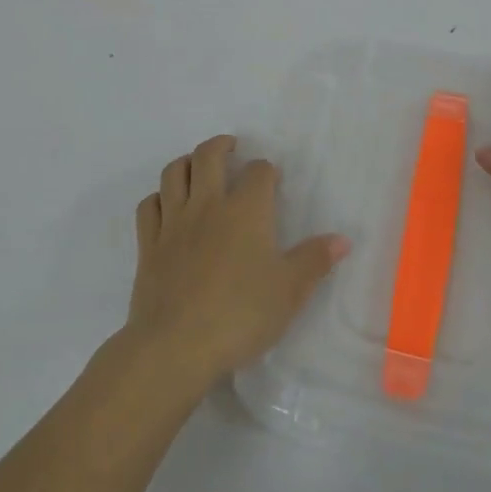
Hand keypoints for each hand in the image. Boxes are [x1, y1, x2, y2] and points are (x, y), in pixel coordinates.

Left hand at [123, 135, 348, 393]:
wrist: (176, 346)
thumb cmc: (241, 315)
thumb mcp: (289, 291)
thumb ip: (315, 261)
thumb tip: (342, 239)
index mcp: (245, 211)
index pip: (258, 173)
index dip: (267, 170)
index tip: (272, 178)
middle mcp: (207, 206)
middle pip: (208, 157)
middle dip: (221, 145)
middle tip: (231, 146)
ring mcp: (173, 223)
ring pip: (173, 173)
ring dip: (186, 162)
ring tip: (196, 165)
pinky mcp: (148, 245)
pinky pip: (148, 206)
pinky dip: (158, 197)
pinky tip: (165, 204)